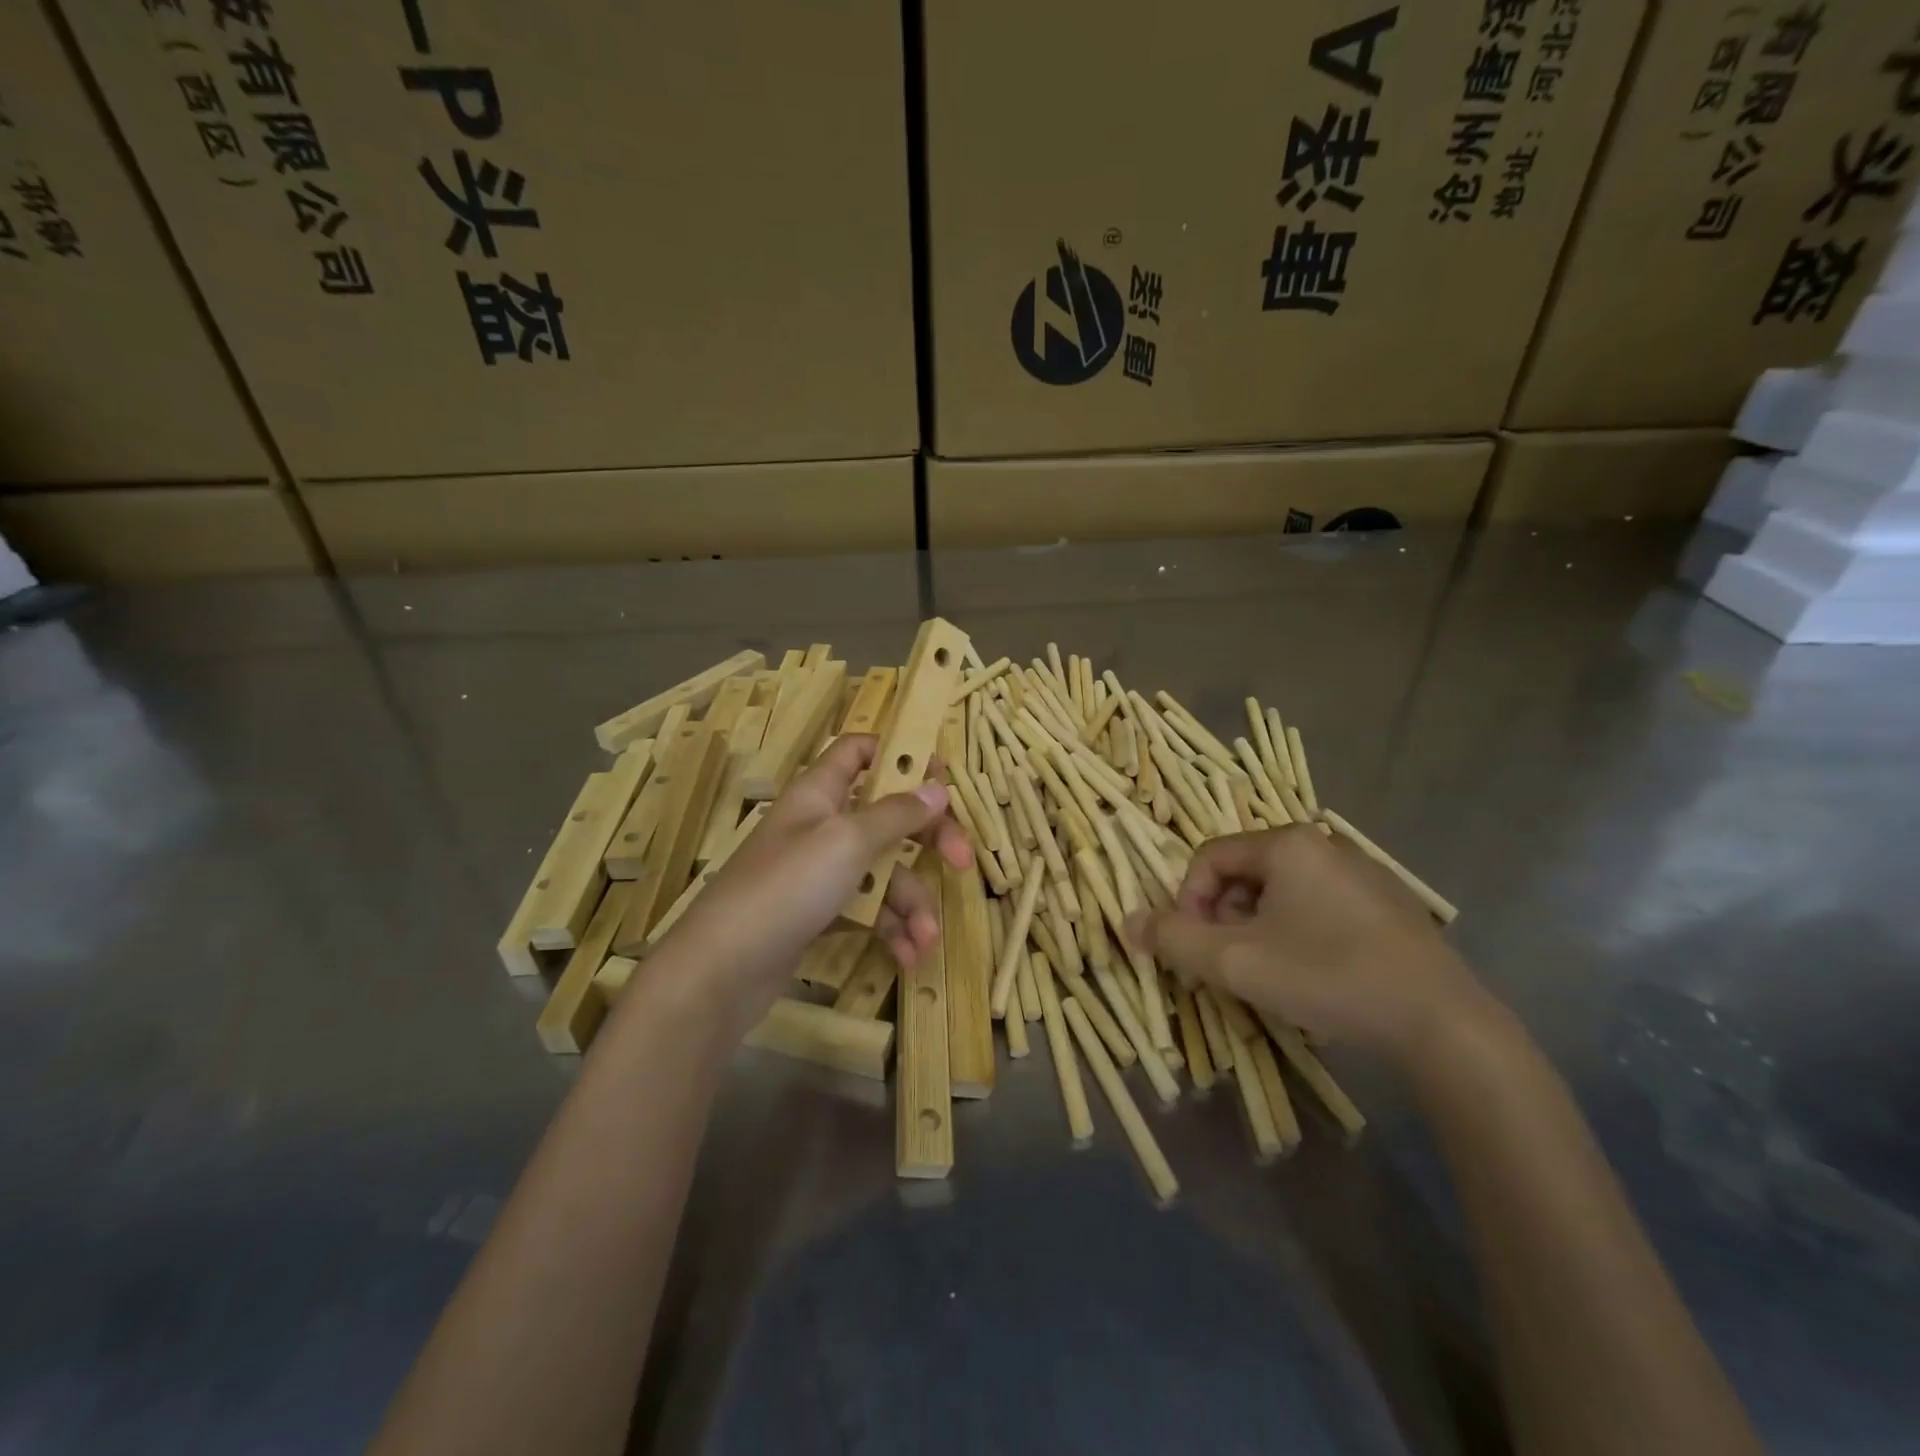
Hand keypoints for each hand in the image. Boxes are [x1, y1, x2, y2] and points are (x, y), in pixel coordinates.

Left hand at [662, 734, 971, 1031]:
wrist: (718, 972)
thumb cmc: (785, 888)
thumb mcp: (847, 842)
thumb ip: (896, 814)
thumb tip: (938, 787)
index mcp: (820, 792)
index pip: (859, 750)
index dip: (900, 755)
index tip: (942, 780)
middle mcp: (821, 825)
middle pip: (887, 816)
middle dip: (927, 840)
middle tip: (962, 862)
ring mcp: (818, 873)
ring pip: (882, 871)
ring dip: (911, 903)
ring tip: (926, 940)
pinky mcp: (818, 914)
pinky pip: (866, 910)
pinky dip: (890, 929)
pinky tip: (906, 957)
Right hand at [1129, 826, 1487, 1065]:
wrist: (1442, 1022)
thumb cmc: (1327, 976)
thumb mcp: (1235, 961)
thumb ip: (1173, 938)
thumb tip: (1126, 921)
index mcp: (1286, 844)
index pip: (1209, 858)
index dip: (1187, 901)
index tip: (1194, 947)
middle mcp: (1323, 844)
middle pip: (1244, 873)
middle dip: (1224, 918)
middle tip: (1230, 965)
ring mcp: (1361, 872)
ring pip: (1281, 892)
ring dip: (1257, 928)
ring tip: (1270, 974)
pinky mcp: (1388, 903)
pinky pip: (1319, 905)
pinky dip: (1298, 932)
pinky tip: (1315, 974)